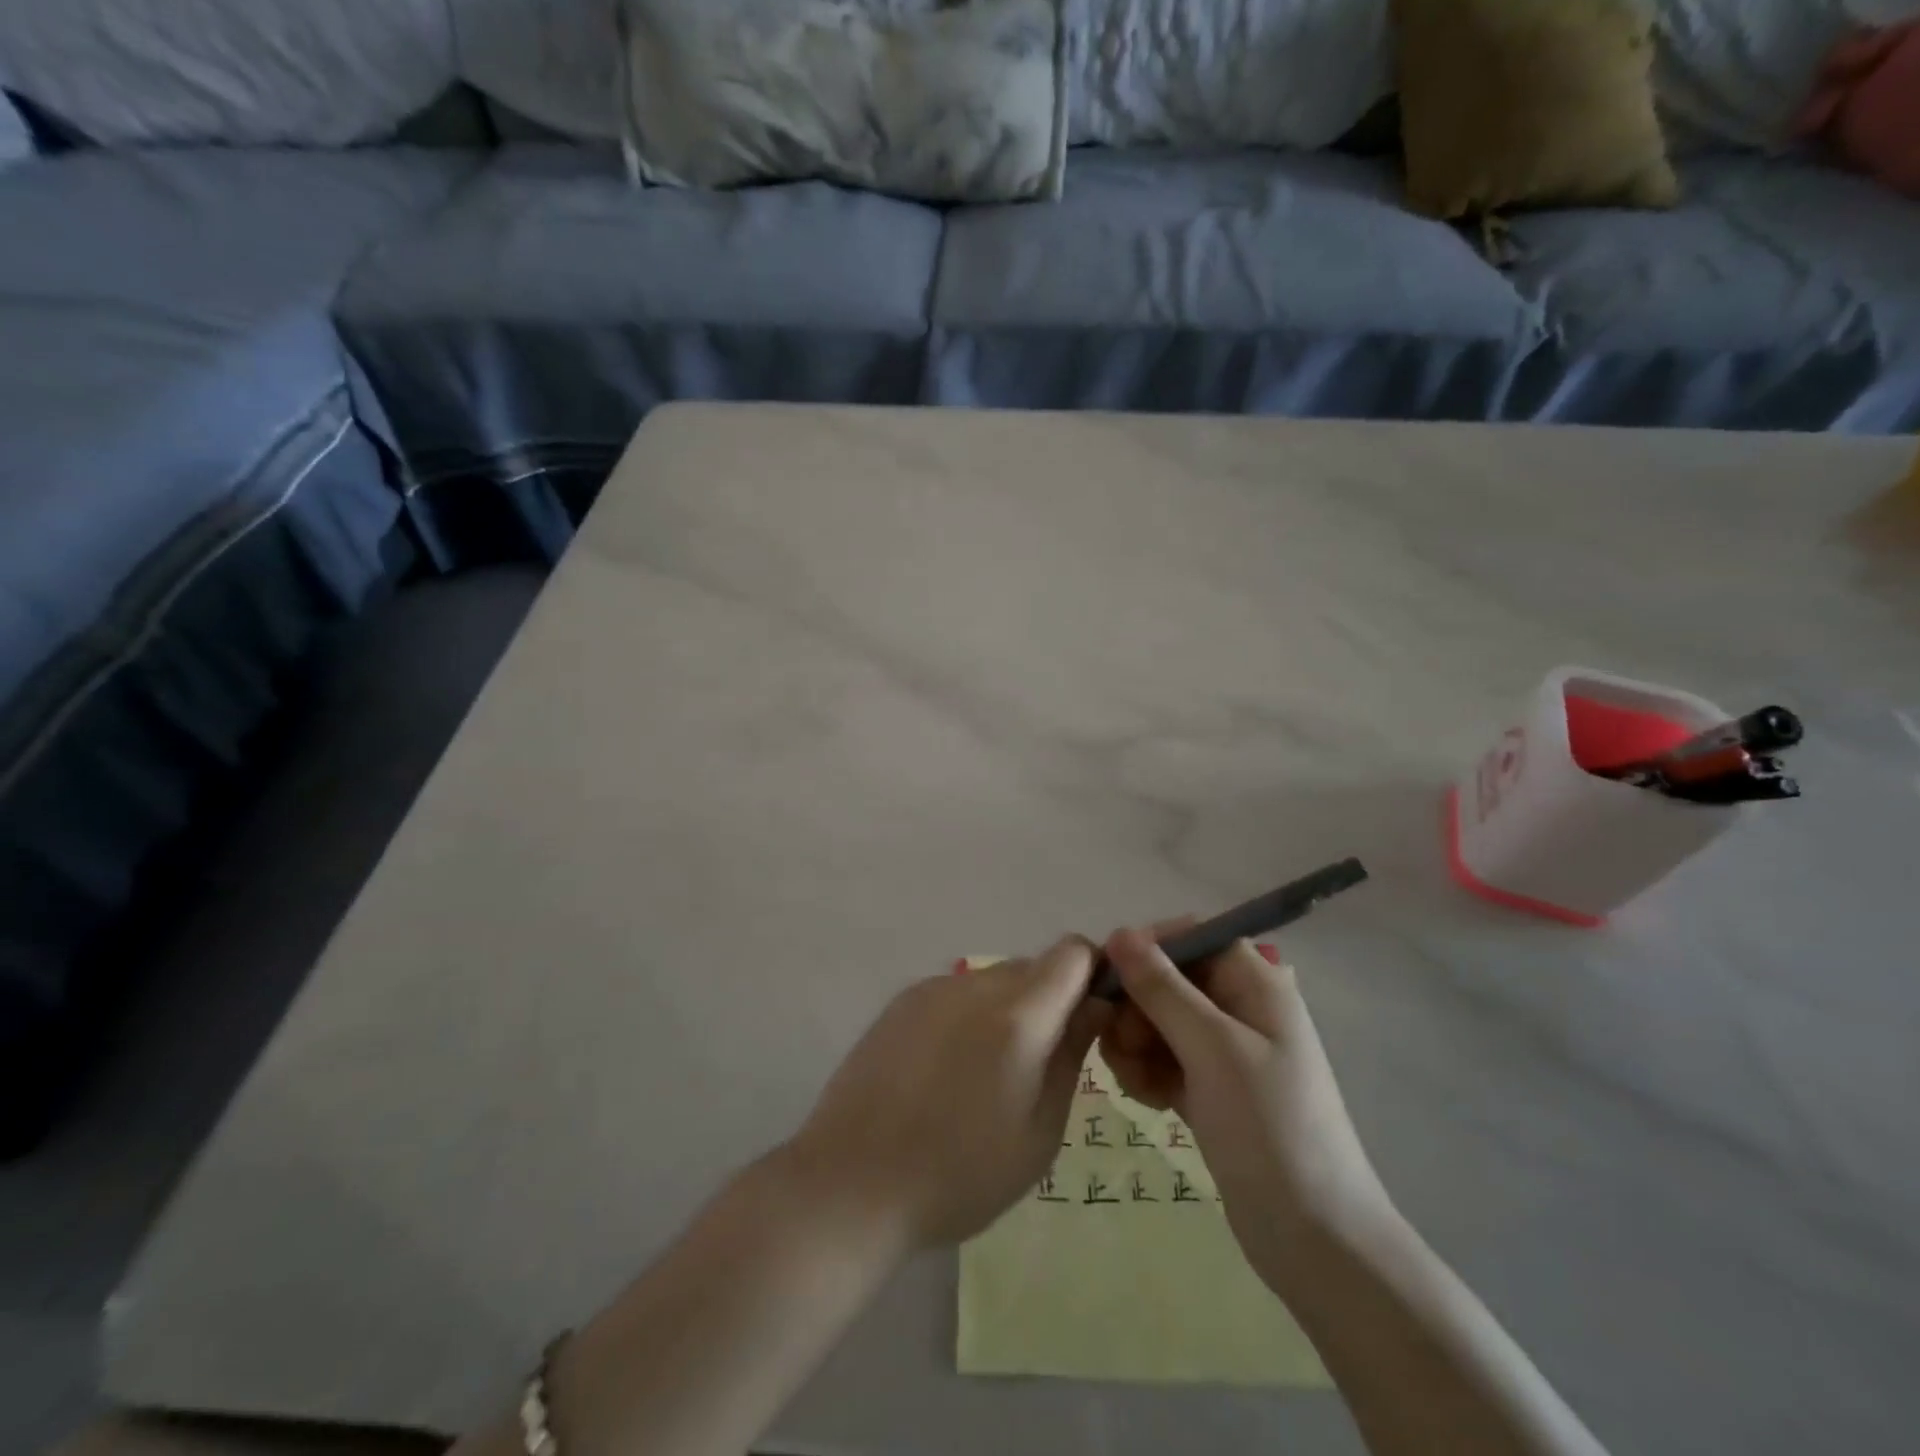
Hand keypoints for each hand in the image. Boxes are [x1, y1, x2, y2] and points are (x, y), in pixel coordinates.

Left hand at [786, 939, 1107, 1251]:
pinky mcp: (902, 1001)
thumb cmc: (960, 1174)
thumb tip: (1094, 1006)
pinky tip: (947, 1070)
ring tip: (987, 1074)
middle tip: (1040, 1062)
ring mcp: (934, 989)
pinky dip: (969, 1016)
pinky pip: (957, 993)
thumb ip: (1071, 1056)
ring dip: (1008, 1009)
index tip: (1091, 1017)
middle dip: (1051, 999)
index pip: (1072, 953)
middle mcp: (977, 986)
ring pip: (994, 979)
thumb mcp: (1039, 1133)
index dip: (1092, 974)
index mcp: (1019, 1016)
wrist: (853, 1180)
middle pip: (1033, 966)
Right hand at [1098, 927, 1392, 1289]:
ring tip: (1134, 1081)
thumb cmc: (1269, 1126)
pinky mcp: (1210, 1089)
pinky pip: (1163, 1059)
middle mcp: (1239, 1006)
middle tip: (1121, 1045)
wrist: (1314, 1238)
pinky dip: (1148, 1072)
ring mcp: (1224, 1051)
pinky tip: (1145, 1100)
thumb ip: (1162, 987)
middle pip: (1167, 979)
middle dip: (1136, 1006)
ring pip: (1158, 1021)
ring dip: (1135, 1043)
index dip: (1147, 950)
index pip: (1190, 937)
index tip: (1110, 979)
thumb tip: (1119, 931)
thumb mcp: (1212, 1047)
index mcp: (1254, 982)